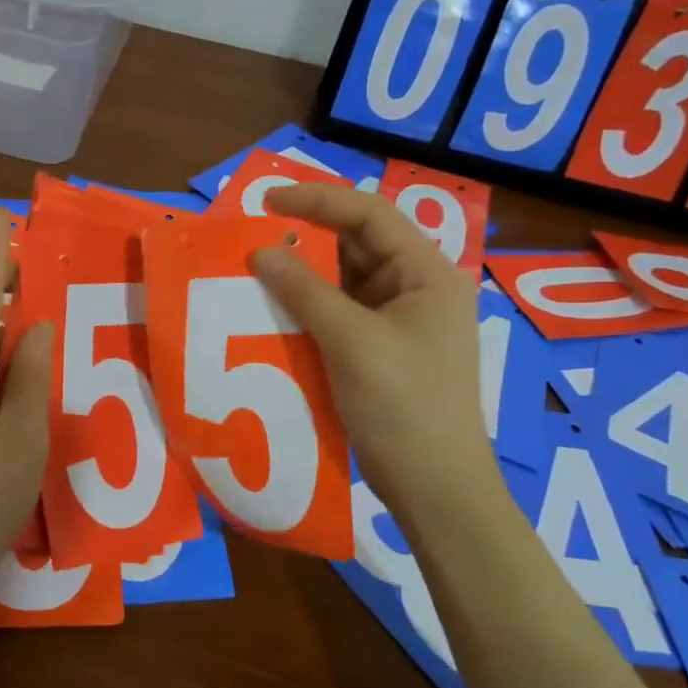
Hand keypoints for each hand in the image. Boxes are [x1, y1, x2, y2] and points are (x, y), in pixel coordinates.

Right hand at [248, 184, 499, 513]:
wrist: (434, 487)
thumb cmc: (403, 406)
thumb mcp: (351, 341)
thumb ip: (304, 291)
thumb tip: (259, 252)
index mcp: (428, 273)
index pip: (370, 215)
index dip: (317, 200)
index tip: (266, 201)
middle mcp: (417, 288)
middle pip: (358, 244)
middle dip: (307, 236)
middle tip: (254, 234)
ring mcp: (400, 320)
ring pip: (346, 279)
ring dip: (304, 273)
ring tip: (257, 267)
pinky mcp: (381, 348)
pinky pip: (341, 312)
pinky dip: (309, 306)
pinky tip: (276, 307)